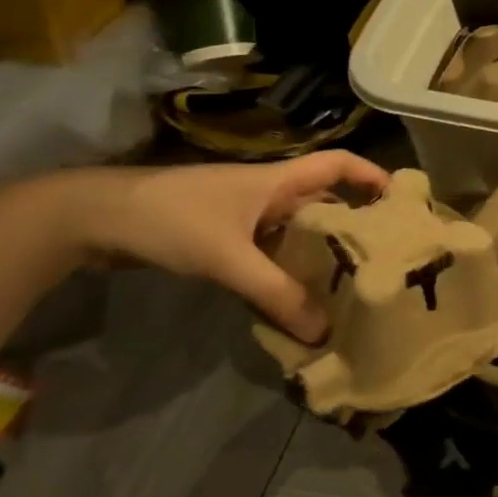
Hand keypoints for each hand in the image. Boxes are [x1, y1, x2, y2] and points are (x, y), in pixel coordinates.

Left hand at [56, 152, 389, 341]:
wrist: (96, 218)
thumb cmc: (172, 218)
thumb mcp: (228, 257)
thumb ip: (275, 293)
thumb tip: (322, 332)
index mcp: (278, 180)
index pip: (338, 164)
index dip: (371, 176)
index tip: (401, 202)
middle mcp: (270, 193)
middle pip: (325, 202)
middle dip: (355, 224)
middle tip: (384, 258)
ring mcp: (247, 215)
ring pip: (298, 230)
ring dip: (321, 253)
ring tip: (350, 285)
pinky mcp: (226, 236)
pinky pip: (273, 250)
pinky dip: (289, 270)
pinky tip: (298, 298)